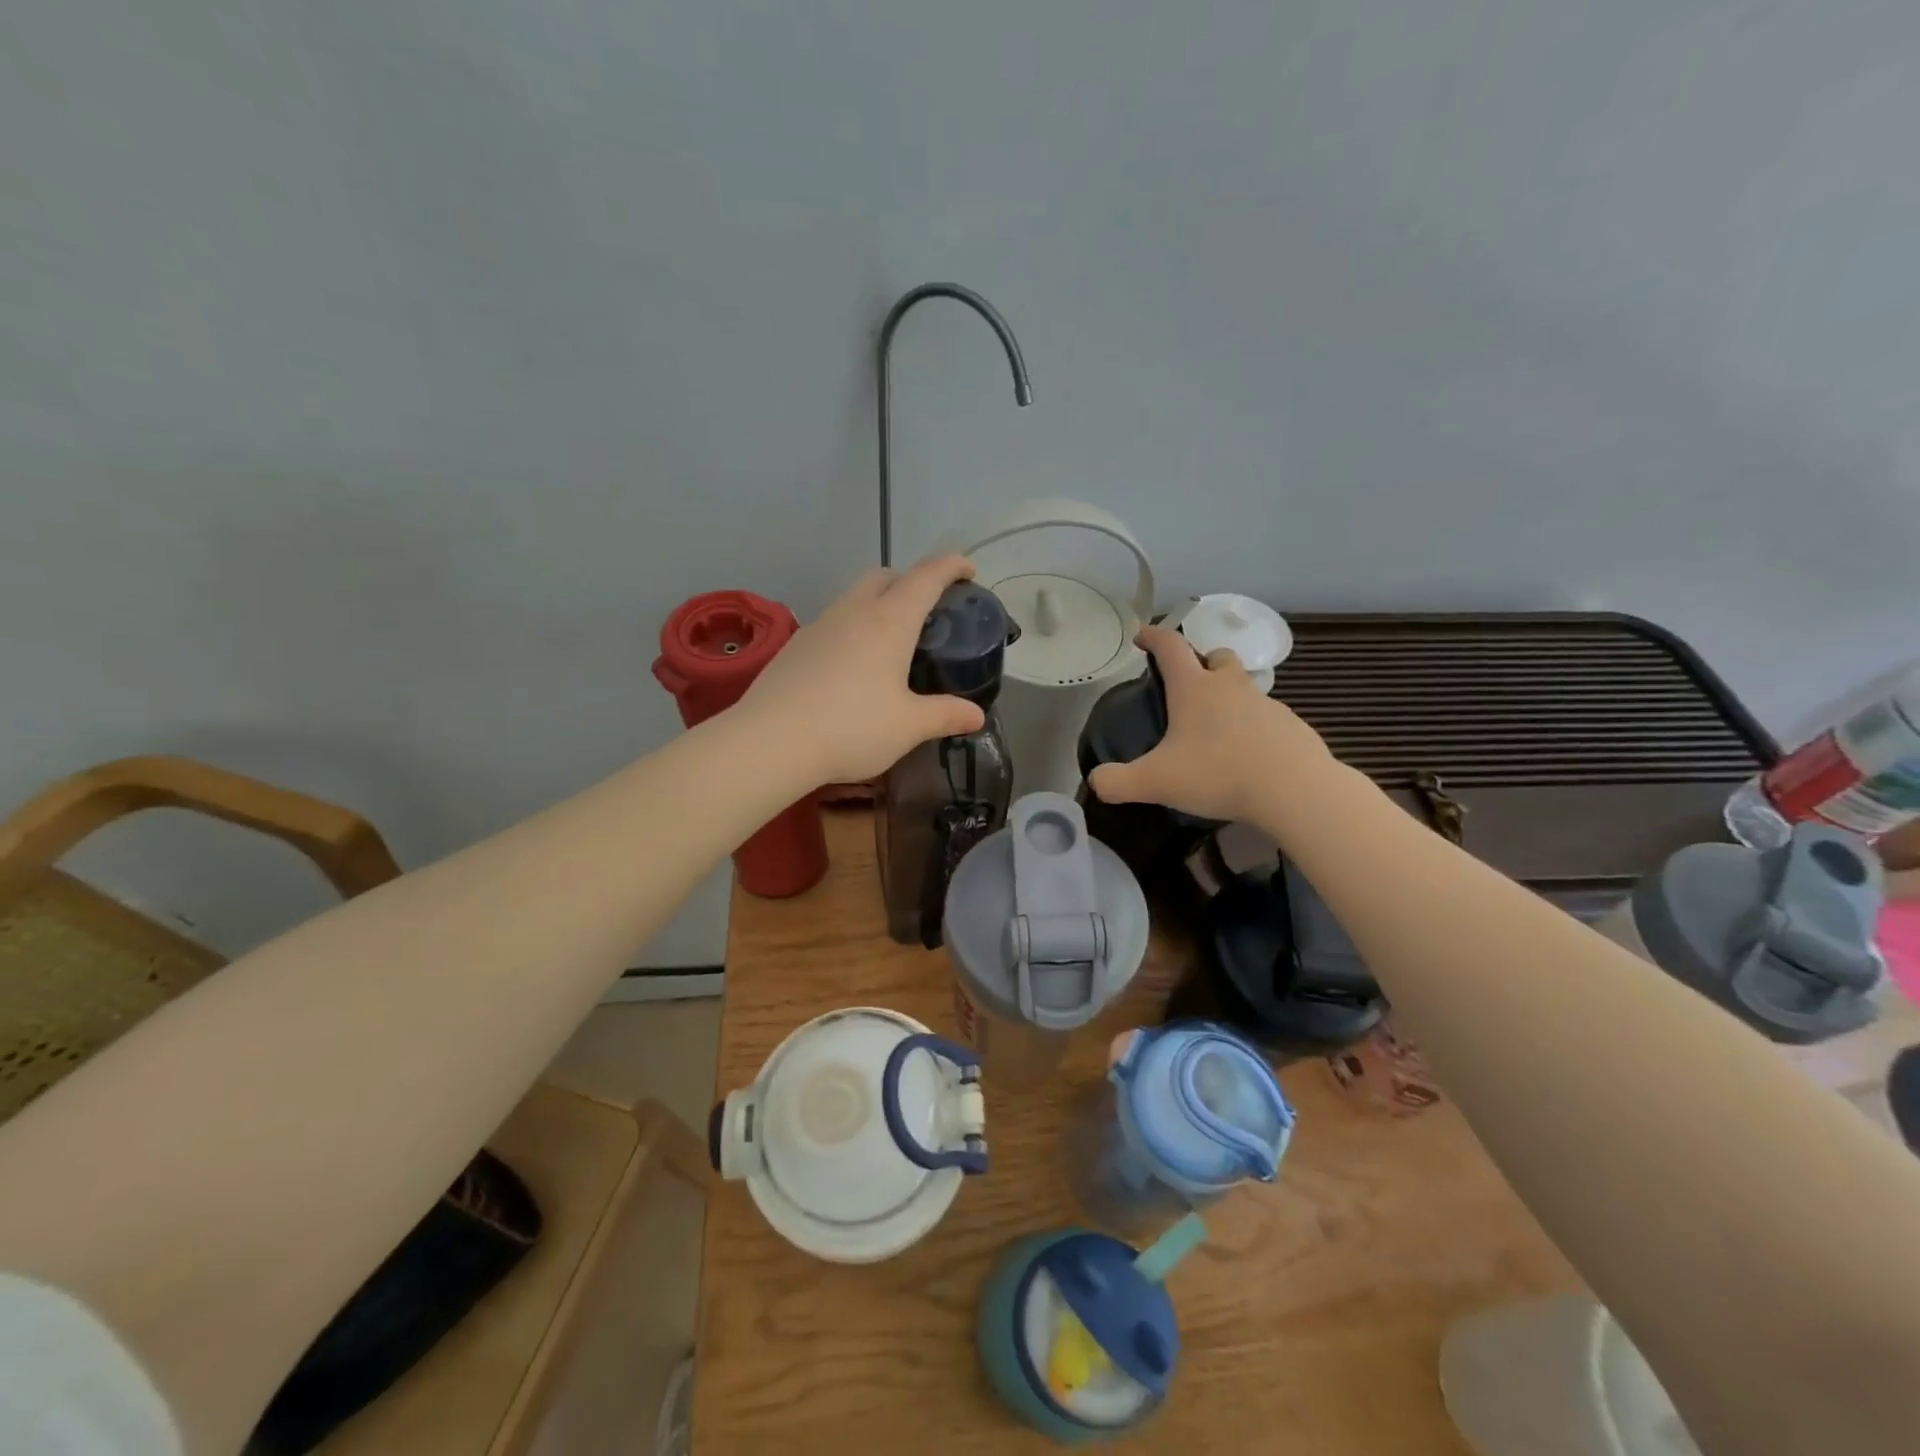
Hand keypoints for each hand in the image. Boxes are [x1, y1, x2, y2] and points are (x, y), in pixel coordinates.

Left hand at [738, 555, 987, 786]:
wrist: (770, 741)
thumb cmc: (852, 727)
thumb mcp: (908, 726)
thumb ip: (945, 715)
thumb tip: (977, 715)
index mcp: (889, 621)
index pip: (926, 577)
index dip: (950, 567)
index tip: (967, 569)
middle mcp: (853, 612)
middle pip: (885, 577)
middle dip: (910, 581)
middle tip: (927, 610)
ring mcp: (819, 626)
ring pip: (854, 598)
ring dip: (877, 605)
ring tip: (890, 642)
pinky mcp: (794, 646)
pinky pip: (832, 624)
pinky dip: (851, 630)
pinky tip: (852, 667)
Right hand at [1087, 625, 1332, 822]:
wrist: (1294, 790)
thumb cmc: (1218, 774)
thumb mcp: (1156, 782)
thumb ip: (1118, 782)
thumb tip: (1096, 782)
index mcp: (1194, 688)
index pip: (1170, 647)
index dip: (1153, 637)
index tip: (1142, 636)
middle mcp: (1231, 687)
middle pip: (1217, 657)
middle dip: (1201, 663)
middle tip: (1187, 687)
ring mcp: (1266, 705)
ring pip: (1244, 688)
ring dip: (1228, 697)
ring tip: (1215, 732)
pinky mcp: (1291, 727)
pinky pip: (1267, 719)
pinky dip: (1253, 728)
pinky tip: (1247, 757)